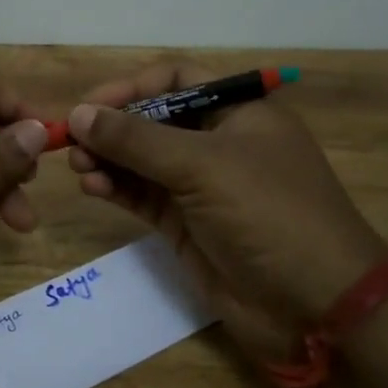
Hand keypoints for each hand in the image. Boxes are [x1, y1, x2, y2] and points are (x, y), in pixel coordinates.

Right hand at [67, 62, 387, 362]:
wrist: (315, 307)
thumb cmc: (269, 214)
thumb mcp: (202, 165)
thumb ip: (136, 139)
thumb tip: (78, 114)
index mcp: (240, 112)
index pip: (177, 81)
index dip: (132, 87)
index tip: (90, 105)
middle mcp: (219, 143)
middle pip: (153, 120)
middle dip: (112, 128)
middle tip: (72, 141)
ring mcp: (202, 186)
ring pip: (142, 160)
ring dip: (108, 159)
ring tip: (78, 167)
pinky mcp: (187, 224)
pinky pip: (143, 195)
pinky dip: (116, 189)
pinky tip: (93, 188)